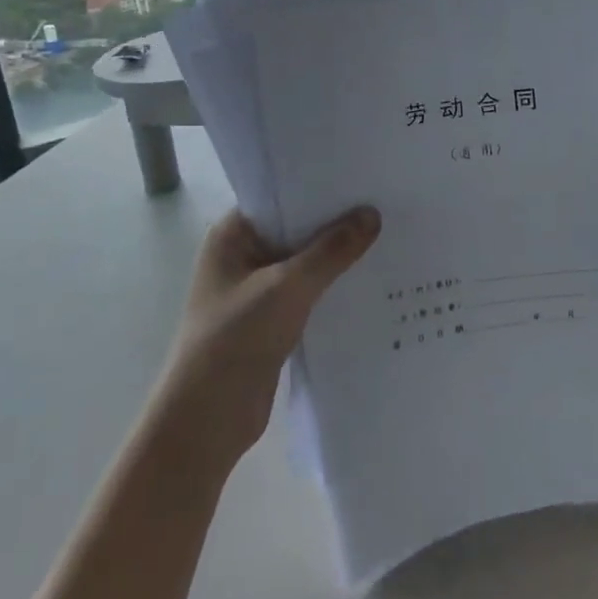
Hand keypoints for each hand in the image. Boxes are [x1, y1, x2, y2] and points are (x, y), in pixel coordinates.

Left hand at [151, 207, 380, 474]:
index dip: (321, 187)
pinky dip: (335, 287)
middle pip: (298, 228)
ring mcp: (258, 289)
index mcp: (233, 234)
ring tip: (390, 237)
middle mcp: (244, 255)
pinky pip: (310, 292)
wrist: (207, 421)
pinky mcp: (273, 320)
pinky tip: (373, 281)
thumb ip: (331, 251)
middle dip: (337, 222)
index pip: (282, 195)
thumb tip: (372, 214)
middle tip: (388, 203)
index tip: (364, 177)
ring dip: (339, 257)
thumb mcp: (287, 288)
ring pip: (307, 262)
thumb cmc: (235, 340)